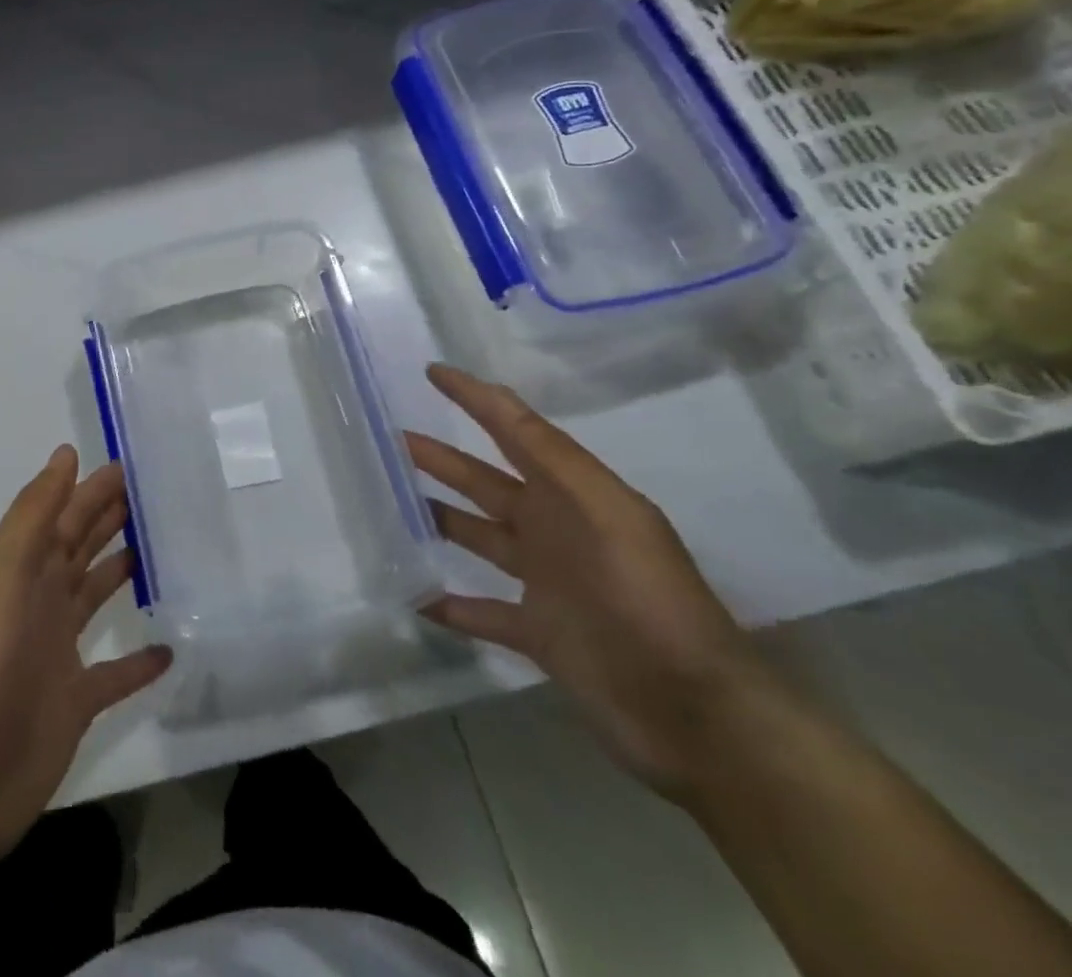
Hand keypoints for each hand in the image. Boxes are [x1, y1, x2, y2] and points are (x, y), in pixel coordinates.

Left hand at [0, 446, 171, 860]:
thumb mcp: (5, 570)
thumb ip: (36, 512)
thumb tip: (66, 453)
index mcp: (22, 568)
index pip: (63, 515)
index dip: (91, 489)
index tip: (129, 466)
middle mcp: (39, 601)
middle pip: (79, 549)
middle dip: (108, 519)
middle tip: (151, 497)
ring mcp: (56, 651)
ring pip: (94, 598)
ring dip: (120, 573)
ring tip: (159, 551)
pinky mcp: (75, 700)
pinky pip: (115, 674)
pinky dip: (139, 662)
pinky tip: (170, 649)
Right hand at [410, 364, 765, 798]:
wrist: (696, 714)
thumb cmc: (648, 600)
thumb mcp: (607, 514)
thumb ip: (551, 456)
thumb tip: (495, 396)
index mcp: (574, 496)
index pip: (516, 431)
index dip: (476, 399)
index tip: (432, 372)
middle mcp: (555, 530)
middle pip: (485, 482)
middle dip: (442, 458)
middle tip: (392, 438)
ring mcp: (545, 582)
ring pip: (477, 537)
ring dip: (438, 518)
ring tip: (390, 503)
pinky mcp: (538, 632)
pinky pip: (480, 611)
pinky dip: (447, 603)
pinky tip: (411, 594)